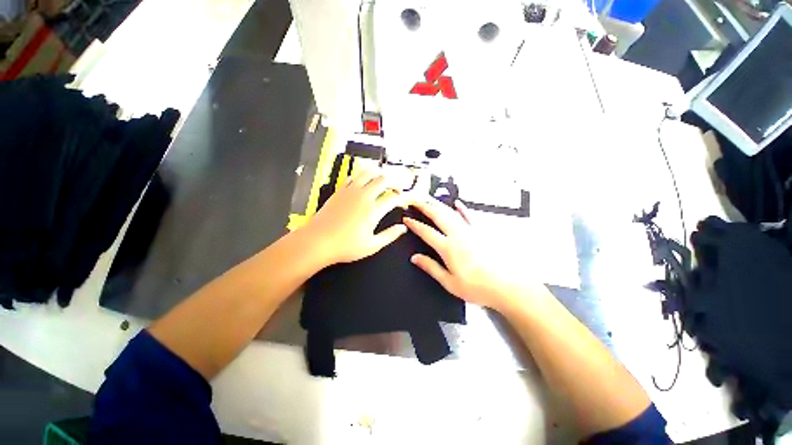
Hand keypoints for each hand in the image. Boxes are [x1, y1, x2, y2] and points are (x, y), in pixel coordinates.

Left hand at [304, 169, 408, 265]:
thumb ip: (390, 235)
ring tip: (383, 180)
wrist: (318, 242)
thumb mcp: (372, 245)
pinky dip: (362, 177)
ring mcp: (350, 192)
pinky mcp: (340, 192)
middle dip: (395, 182)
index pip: (394, 198)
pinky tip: (363, 183)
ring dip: (379, 174)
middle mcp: (363, 197)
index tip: (404, 202)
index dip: (403, 198)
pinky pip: (353, 177)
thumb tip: (402, 229)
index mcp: (373, 211)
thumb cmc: (344, 246)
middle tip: (397, 188)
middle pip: (383, 179)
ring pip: (368, 173)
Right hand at [404, 198, 544, 311]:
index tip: (407, 218)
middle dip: (425, 206)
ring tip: (430, 198)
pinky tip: (457, 203)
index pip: (426, 232)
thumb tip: (415, 258)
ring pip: (451, 212)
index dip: (415, 224)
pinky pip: (470, 216)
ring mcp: (471, 231)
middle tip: (415, 200)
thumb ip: (431, 267)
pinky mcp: (482, 231)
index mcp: (448, 248)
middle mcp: (458, 235)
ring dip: (439, 204)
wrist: (507, 286)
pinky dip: (462, 208)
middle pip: (438, 215)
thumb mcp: (449, 282)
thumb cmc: (477, 287)